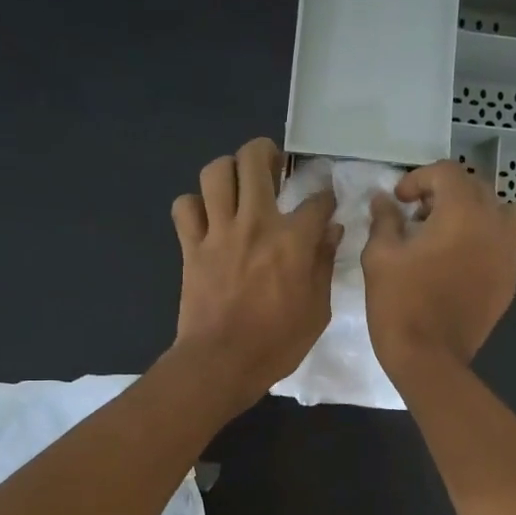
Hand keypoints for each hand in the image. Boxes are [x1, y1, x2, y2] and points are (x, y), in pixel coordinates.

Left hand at [169, 138, 340, 413]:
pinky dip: (193, 205)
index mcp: (293, 240)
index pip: (316, 200)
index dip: (325, 195)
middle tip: (273, 165)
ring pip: (215, 173)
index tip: (326, 200)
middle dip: (266, 152)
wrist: (222, 362)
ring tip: (237, 182)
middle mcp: (255, 223)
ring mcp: (218, 232)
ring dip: (228, 170)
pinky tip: (206, 217)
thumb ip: (324, 264)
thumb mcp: (317, 310)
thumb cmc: (277, 343)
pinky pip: (184, 207)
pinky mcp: (191, 247)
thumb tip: (331, 231)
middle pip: (254, 160)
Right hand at [364, 160, 515, 381]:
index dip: (419, 179)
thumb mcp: (380, 256)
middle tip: (418, 215)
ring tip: (449, 232)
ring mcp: (509, 254)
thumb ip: (384, 219)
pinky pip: (506, 243)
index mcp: (463, 212)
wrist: (429, 358)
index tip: (399, 200)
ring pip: (502, 212)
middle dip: (446, 193)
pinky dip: (486, 239)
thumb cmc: (400, 303)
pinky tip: (459, 260)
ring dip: (475, 212)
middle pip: (477, 187)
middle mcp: (495, 225)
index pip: (447, 173)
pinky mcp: (511, 279)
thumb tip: (384, 200)